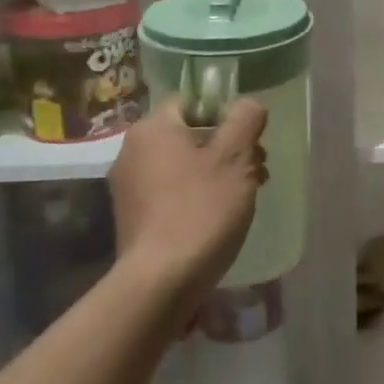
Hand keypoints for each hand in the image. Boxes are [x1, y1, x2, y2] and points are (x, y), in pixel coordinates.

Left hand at [109, 97, 267, 298]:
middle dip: (226, 148)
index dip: (226, 117)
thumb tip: (248, 104)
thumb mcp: (235, 158)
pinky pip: (169, 191)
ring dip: (214, 173)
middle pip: (189, 135)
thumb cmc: (201, 210)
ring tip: (242, 198)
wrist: (160, 280)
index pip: (193, 103)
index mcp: (153, 128)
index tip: (249, 142)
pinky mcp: (131, 216)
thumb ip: (245, 119)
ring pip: (182, 164)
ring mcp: (127, 186)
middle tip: (256, 172)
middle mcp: (132, 150)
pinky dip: (194, 196)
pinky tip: (215, 219)